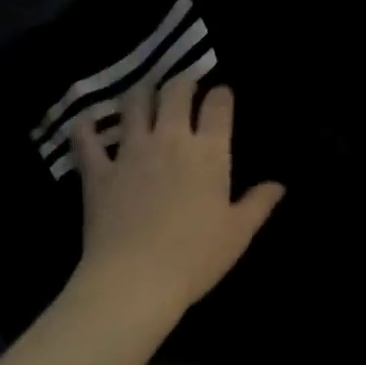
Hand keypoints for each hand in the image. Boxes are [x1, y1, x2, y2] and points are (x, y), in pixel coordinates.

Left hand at [67, 77, 284, 328]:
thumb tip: (279, 185)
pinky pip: (87, 140)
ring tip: (143, 94)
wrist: (135, 280)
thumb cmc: (195, 257)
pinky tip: (87, 122)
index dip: (221, 94)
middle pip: (175, 92)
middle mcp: (170, 139)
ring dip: (140, 93)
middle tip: (184, 87)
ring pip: (133, 104)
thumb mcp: (238, 234)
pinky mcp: (98, 171)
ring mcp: (130, 151)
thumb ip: (259, 203)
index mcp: (208, 151)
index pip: (218, 105)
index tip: (222, 95)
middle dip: (182, 83)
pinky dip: (86, 127)